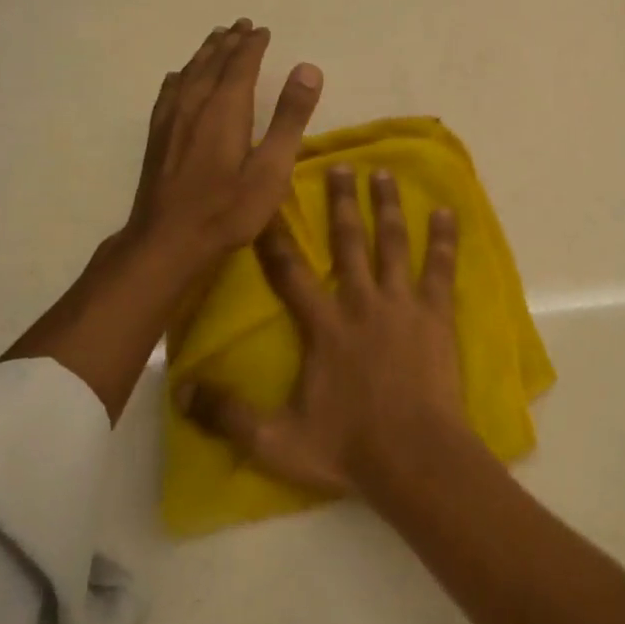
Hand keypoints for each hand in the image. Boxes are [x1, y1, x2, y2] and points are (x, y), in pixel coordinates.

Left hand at [2, 19, 322, 419]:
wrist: (167, 243)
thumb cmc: (228, 209)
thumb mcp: (272, 168)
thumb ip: (290, 117)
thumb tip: (307, 68)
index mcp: (224, 109)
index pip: (240, 65)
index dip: (252, 45)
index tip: (262, 30)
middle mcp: (194, 106)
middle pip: (212, 63)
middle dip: (229, 42)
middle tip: (241, 25)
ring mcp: (171, 121)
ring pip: (189, 74)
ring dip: (205, 53)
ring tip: (216, 38)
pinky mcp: (158, 139)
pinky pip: (169, 93)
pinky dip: (180, 77)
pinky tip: (178, 77)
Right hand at [176, 164, 468, 495]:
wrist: (416, 458)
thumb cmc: (348, 448)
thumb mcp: (276, 441)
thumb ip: (227, 415)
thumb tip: (179, 388)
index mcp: (323, 326)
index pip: (290, 272)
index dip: (276, 237)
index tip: (269, 203)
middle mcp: (361, 302)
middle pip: (348, 241)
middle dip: (342, 202)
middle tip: (341, 165)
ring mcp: (402, 304)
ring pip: (392, 243)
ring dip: (386, 206)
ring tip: (383, 173)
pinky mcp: (436, 314)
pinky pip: (441, 268)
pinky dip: (443, 238)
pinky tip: (446, 212)